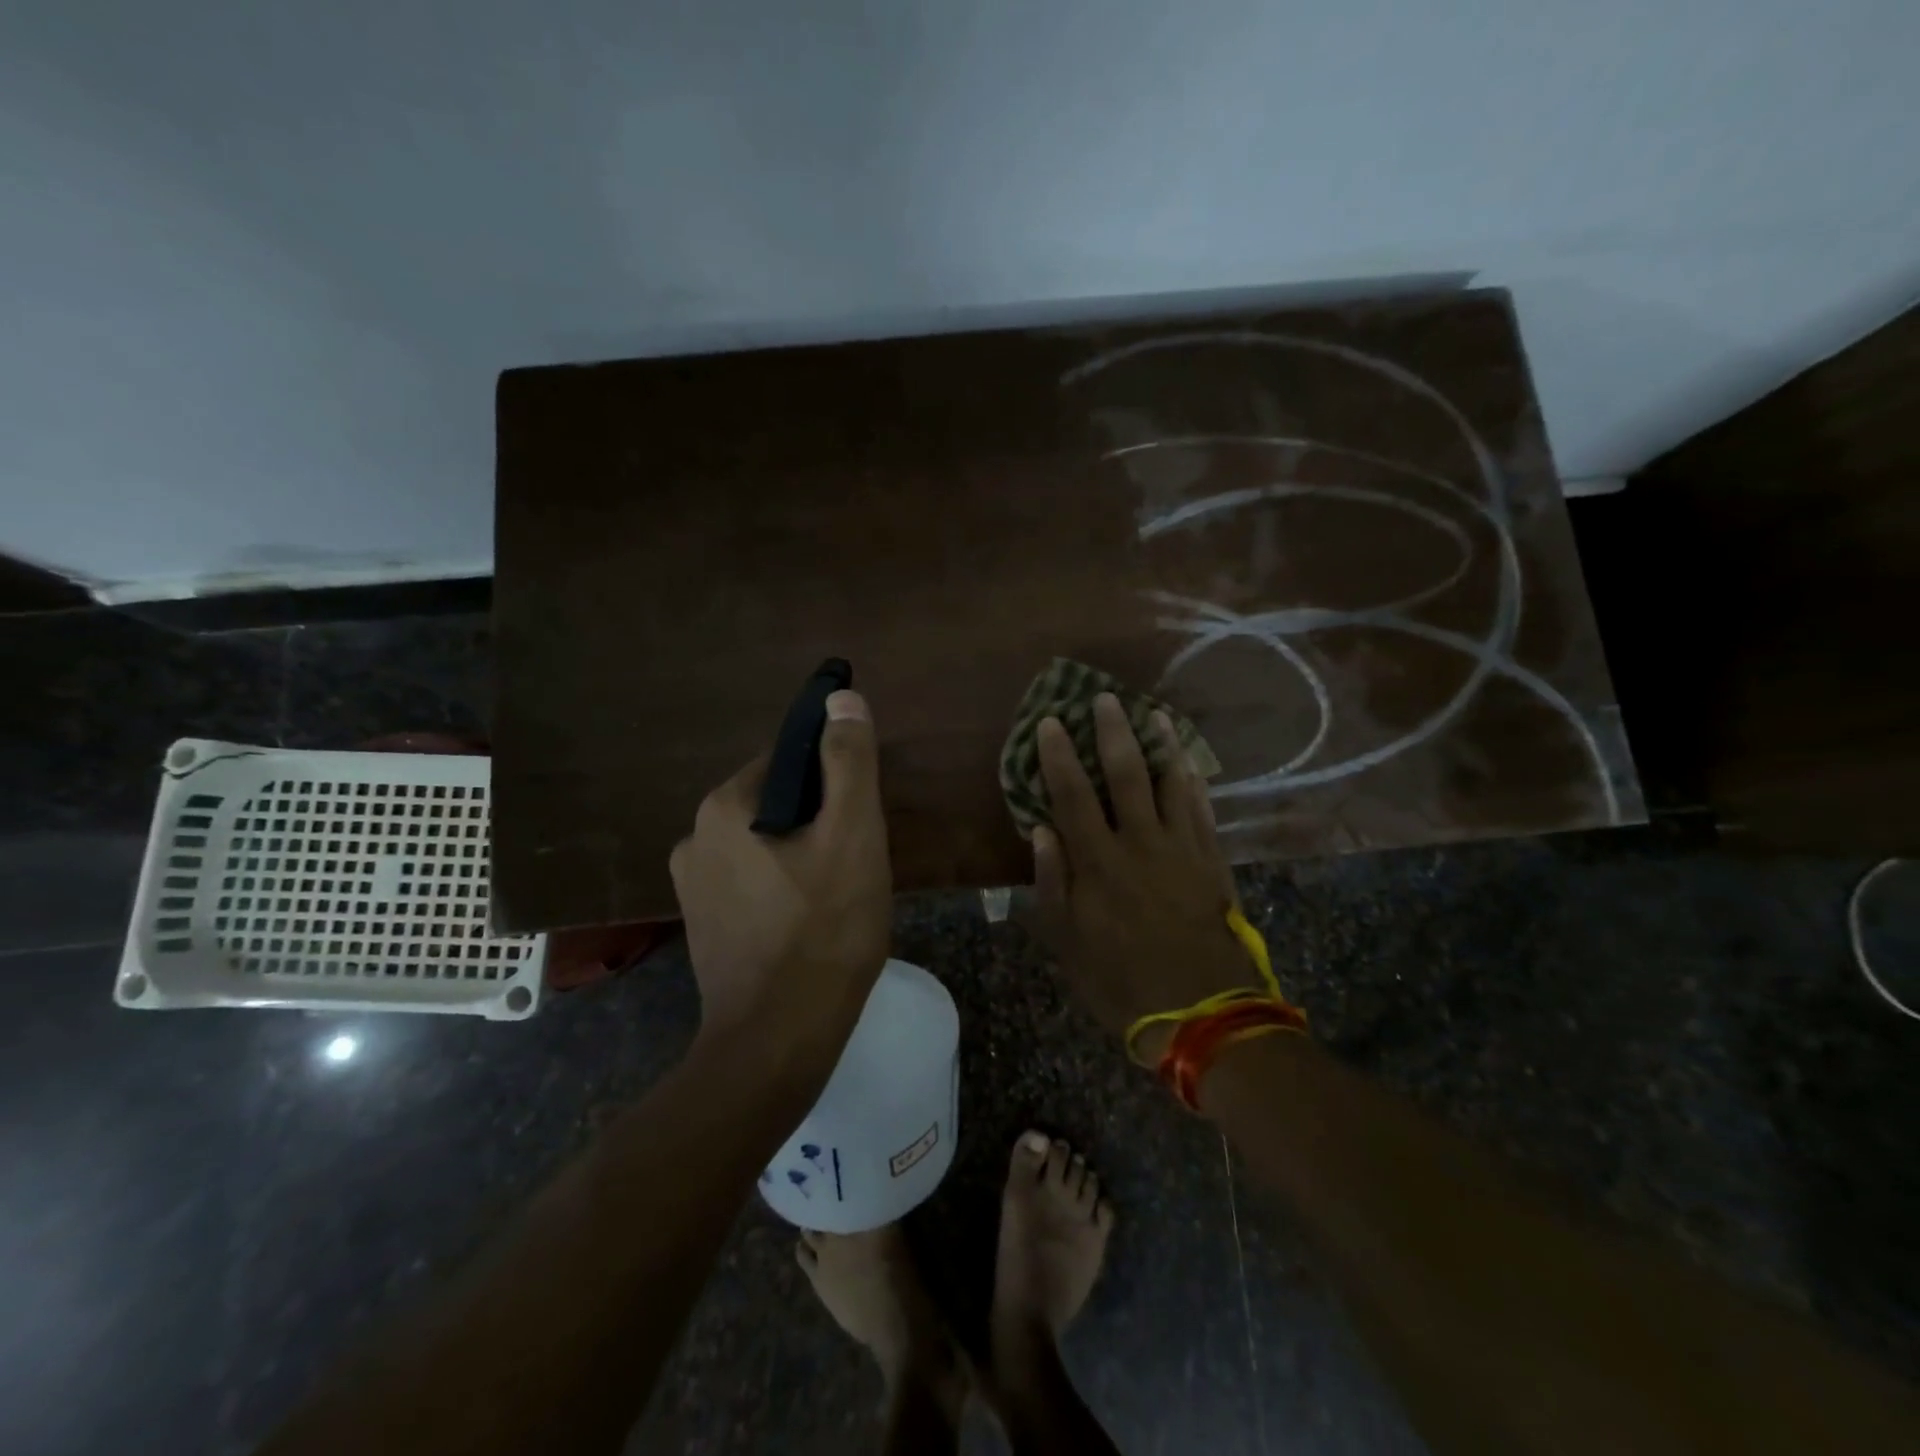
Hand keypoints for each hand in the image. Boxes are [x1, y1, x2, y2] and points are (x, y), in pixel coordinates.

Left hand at [669, 690, 891, 1071]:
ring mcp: (691, 887)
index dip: (833, 782)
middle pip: (775, 804)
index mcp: (722, 807)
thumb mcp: (853, 836)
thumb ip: (849, 763)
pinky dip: (783, 887)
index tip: (861, 817)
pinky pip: (752, 882)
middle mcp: (692, 838)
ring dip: (803, 855)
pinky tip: (811, 922)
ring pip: (765, 845)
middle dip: (819, 821)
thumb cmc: (824, 930)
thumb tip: (840, 698)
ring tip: (840, 894)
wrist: (779, 1041)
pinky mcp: (702, 925)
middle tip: (858, 861)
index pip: (787, 761)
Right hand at [1028, 694, 1254, 1055]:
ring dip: (1160, 745)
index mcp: (1099, 863)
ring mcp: (1182, 849)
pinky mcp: (1212, 861)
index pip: (1072, 796)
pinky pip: (1203, 810)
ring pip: (1171, 783)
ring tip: (1152, 713)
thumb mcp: (1069, 944)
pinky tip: (1189, 763)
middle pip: (1125, 775)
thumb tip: (1041, 830)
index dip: (1058, 756)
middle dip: (1111, 733)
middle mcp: (1140, 843)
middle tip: (1103, 698)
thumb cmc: (1123, 982)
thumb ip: (1053, 883)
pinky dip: (1194, 782)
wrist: (1203, 1014)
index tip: (1050, 722)